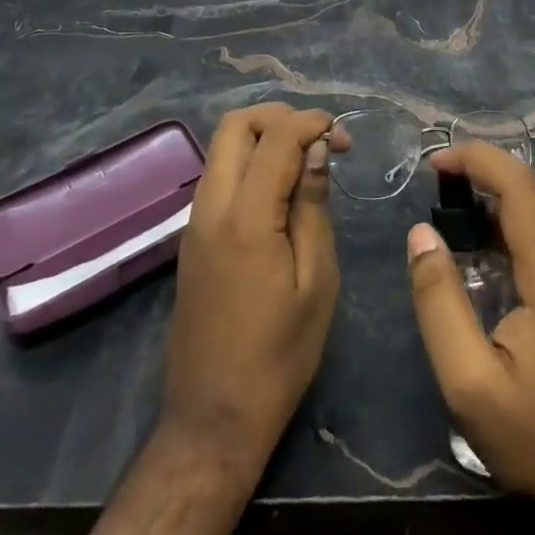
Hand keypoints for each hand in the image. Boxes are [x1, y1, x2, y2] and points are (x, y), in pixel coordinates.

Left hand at [162, 103, 339, 469]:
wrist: (213, 417)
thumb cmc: (279, 356)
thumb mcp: (316, 282)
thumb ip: (312, 206)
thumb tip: (316, 150)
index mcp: (246, 217)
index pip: (275, 137)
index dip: (311, 122)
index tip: (343, 136)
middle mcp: (211, 206)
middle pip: (235, 125)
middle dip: (280, 117)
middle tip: (320, 140)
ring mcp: (195, 220)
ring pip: (222, 147)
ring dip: (263, 137)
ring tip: (305, 161)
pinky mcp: (191, 236)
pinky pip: (219, 174)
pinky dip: (249, 162)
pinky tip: (280, 190)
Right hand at [406, 142, 534, 534]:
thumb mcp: (470, 385)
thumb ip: (438, 301)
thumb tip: (422, 233)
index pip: (520, 185)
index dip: (476, 158)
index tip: (437, 162)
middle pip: (529, 207)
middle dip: (480, 204)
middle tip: (442, 232)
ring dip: (502, 233)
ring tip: (471, 271)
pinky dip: (526, 253)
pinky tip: (508, 294)